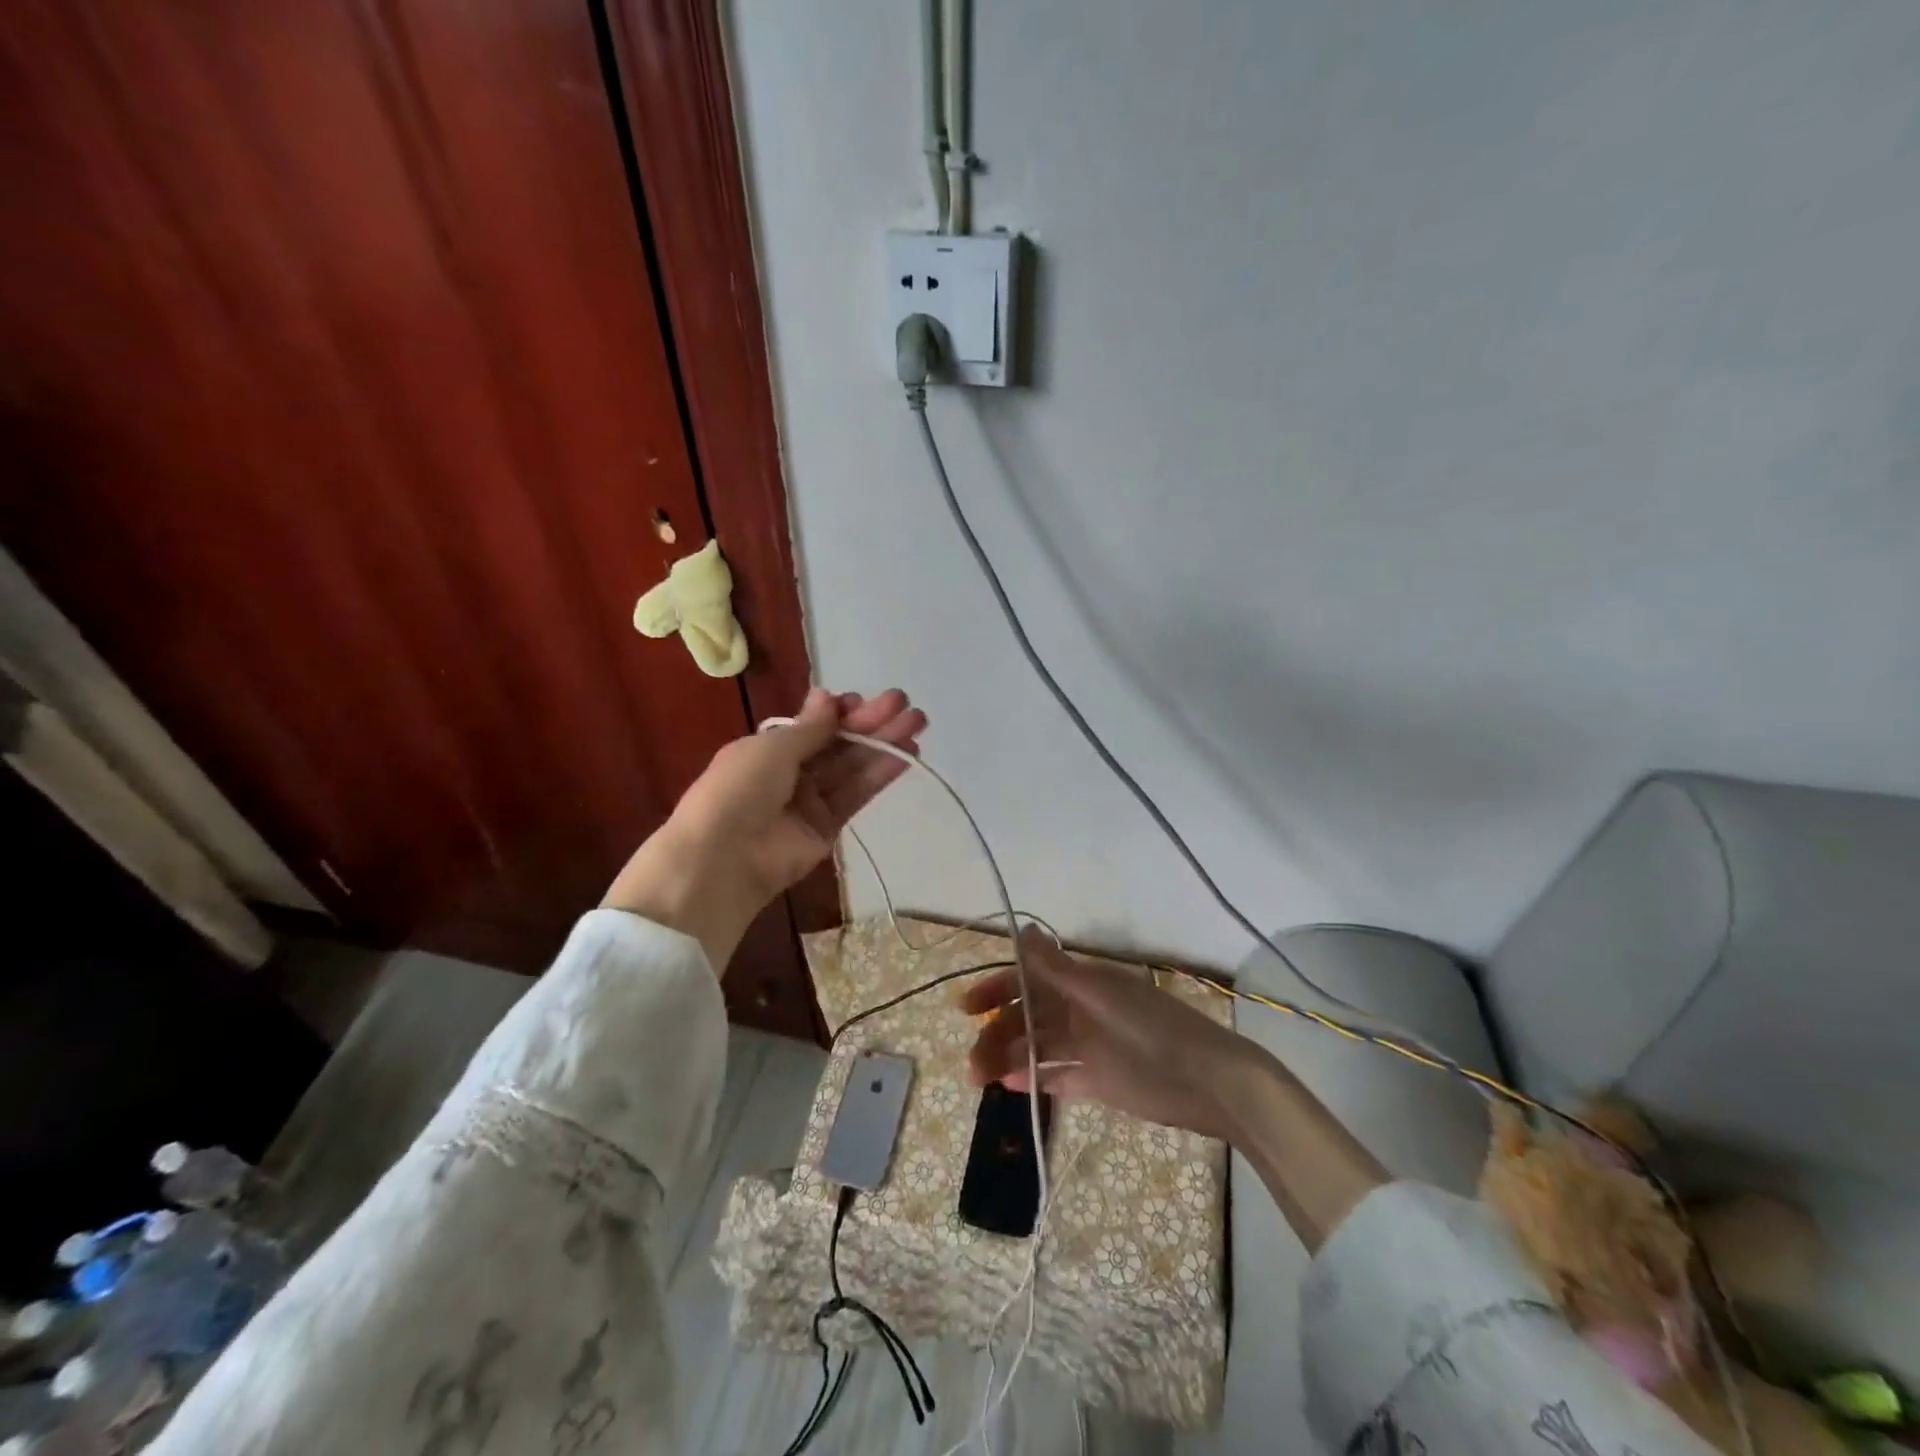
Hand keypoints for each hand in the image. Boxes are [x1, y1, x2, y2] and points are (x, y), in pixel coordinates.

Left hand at [603, 688, 926, 969]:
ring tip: (918, 723)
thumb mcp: (771, 748)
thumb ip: (810, 727)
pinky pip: (856, 795)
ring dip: (884, 744)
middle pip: (839, 743)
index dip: (842, 712)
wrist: (723, 858)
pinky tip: (906, 756)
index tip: (865, 700)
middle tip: (906, 703)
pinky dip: (880, 775)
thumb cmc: (739, 789)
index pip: (815, 724)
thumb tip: (828, 695)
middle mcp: (792, 771)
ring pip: (852, 766)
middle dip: (872, 723)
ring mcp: (811, 801)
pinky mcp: (828, 828)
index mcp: (769, 747)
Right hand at [960, 927, 1260, 1141]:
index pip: (1027, 980)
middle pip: (1026, 1017)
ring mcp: (1087, 1047)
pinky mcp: (1097, 1080)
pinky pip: (1057, 1076)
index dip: (996, 988)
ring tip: (980, 1079)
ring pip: (1036, 1048)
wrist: (1207, 1082)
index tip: (965, 1007)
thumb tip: (1023, 928)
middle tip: (971, 1065)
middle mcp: (1079, 1011)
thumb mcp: (1101, 995)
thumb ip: (1058, 968)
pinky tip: (1010, 1086)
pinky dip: (1034, 1078)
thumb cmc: (1152, 1029)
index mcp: (1081, 984)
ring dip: (1007, 1058)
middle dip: (996, 1033)